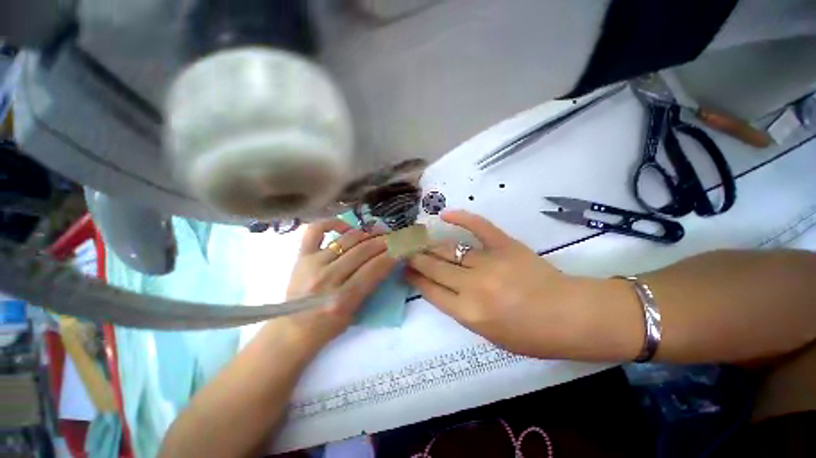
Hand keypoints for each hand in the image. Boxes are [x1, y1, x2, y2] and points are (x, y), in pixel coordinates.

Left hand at [275, 220, 397, 351]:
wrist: (293, 330)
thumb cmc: (328, 326)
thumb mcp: (356, 311)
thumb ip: (372, 284)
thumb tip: (388, 259)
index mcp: (343, 299)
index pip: (374, 268)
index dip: (392, 255)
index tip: (401, 248)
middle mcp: (328, 278)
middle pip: (363, 251)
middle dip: (383, 242)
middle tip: (393, 238)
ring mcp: (312, 264)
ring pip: (347, 239)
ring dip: (366, 233)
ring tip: (376, 232)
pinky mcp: (301, 256)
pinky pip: (315, 230)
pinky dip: (332, 223)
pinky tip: (346, 227)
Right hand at [406, 211, 618, 358]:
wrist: (572, 316)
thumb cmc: (531, 335)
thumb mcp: (489, 335)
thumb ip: (461, 310)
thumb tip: (442, 289)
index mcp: (468, 312)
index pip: (430, 290)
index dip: (414, 278)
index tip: (405, 270)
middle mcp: (473, 286)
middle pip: (434, 267)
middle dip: (416, 259)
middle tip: (406, 252)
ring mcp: (489, 262)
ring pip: (449, 249)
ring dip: (431, 245)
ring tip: (420, 241)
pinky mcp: (505, 245)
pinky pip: (479, 227)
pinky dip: (462, 218)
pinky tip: (445, 214)